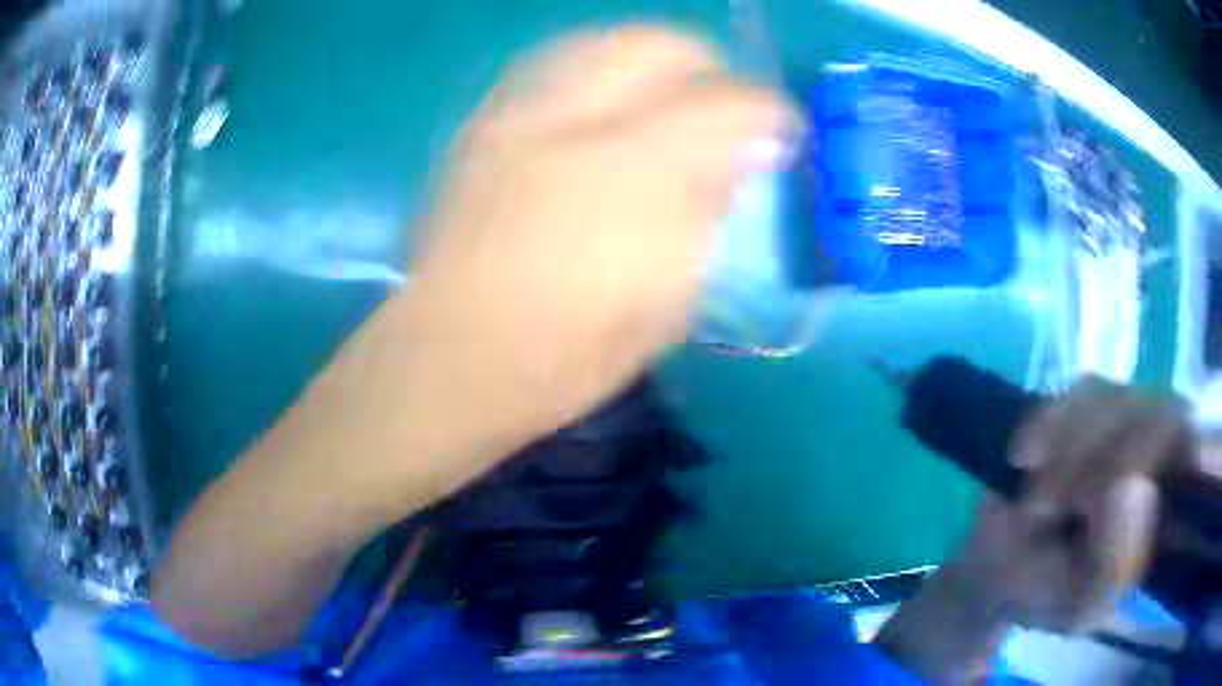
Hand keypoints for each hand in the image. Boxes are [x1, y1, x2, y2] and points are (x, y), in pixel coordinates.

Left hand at [406, 26, 798, 454]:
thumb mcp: (669, 304)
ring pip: (599, 42)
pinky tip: (603, 109)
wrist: (454, 357)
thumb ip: (707, 214)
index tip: (782, 130)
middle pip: (657, 45)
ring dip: (649, 60)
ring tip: (666, 97)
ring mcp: (518, 117)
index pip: (727, 104)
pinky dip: (595, 73)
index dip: (769, 111)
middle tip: (723, 102)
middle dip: (707, 64)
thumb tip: (735, 159)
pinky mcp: (482, 127)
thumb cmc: (569, 353)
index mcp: (635, 180)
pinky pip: (552, 68)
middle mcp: (574, 124)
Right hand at [878, 377, 1193, 683]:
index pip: (1187, 442)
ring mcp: (1121, 426)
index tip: (1101, 487)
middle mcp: (1154, 458)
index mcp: (1162, 508)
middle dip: (1103, 443)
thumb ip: (1114, 567)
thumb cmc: (1035, 599)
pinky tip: (1024, 453)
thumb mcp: (1075, 607)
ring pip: (1119, 392)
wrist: (993, 575)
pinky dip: (1055, 415)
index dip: (1160, 443)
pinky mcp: (1085, 412)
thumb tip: (1136, 491)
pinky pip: (1081, 388)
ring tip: (1029, 475)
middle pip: (1158, 406)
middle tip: (1047, 491)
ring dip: (1073, 431)